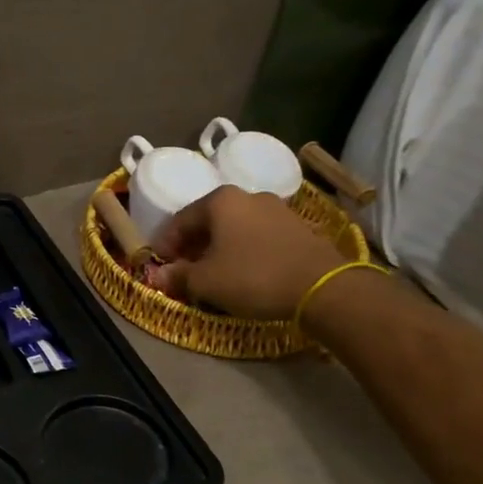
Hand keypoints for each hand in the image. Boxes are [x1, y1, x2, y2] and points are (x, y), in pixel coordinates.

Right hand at [144, 186, 347, 319]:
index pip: (180, 220)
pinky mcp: (298, 227)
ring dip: (219, 248)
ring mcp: (277, 209)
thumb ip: (178, 276)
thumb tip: (159, 276)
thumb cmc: (253, 277)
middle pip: (209, 221)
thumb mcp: (206, 282)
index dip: (165, 244)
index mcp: (220, 201)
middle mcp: (248, 196)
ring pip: (235, 228)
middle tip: (184, 269)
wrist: (323, 287)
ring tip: (214, 273)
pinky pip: (258, 236)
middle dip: (193, 245)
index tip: (159, 265)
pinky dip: (244, 250)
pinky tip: (244, 271)